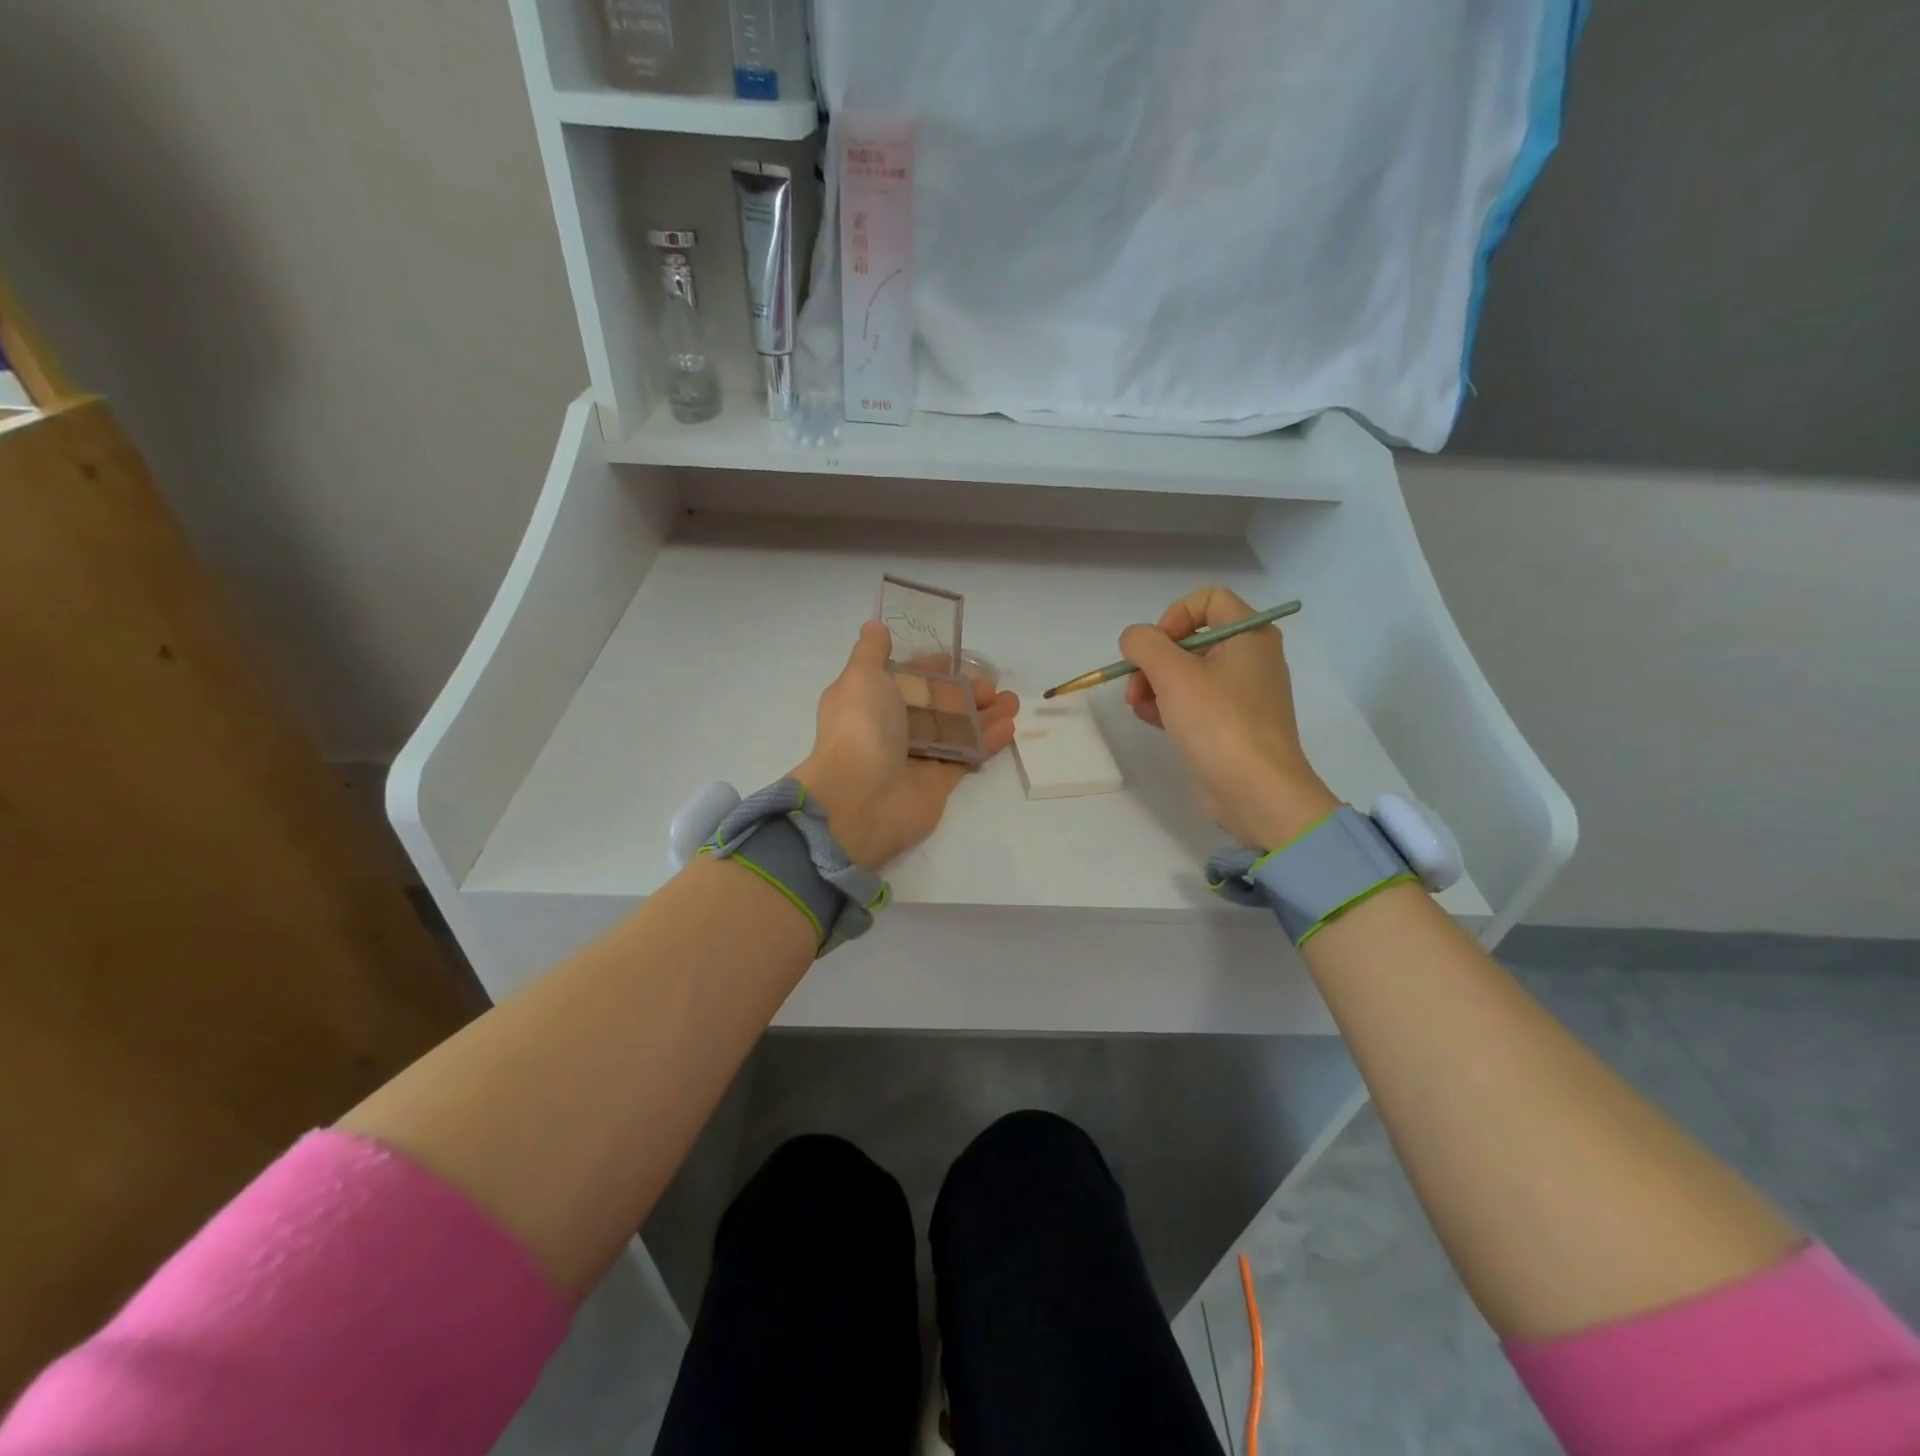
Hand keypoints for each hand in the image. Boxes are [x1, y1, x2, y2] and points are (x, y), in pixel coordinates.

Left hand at [793, 621, 1018, 868]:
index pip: (904, 679)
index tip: (956, 660)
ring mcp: (915, 757)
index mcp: (869, 701)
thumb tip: (874, 626)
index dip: (930, 669)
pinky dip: (986, 742)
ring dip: (983, 715)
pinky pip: (965, 756)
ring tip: (1013, 703)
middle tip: (991, 686)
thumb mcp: (860, 677)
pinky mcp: (937, 782)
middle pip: (934, 705)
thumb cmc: (861, 728)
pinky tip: (1008, 727)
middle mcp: (890, 728)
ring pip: (954, 730)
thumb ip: (871, 651)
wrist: (861, 798)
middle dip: (965, 692)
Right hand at [1120, 586, 1338, 848]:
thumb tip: (1134, 640)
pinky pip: (1194, 702)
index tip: (1155, 648)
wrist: (1256, 792)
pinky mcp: (1230, 725)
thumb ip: (1145, 644)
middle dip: (1154, 659)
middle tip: (1134, 686)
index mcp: (1250, 636)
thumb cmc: (1219, 723)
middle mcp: (1250, 658)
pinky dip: (1169, 706)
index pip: (1208, 600)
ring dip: (1154, 684)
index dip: (1174, 616)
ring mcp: (1242, 695)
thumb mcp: (1173, 674)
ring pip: (1187, 673)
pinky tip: (1151, 721)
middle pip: (1191, 639)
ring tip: (1138, 707)